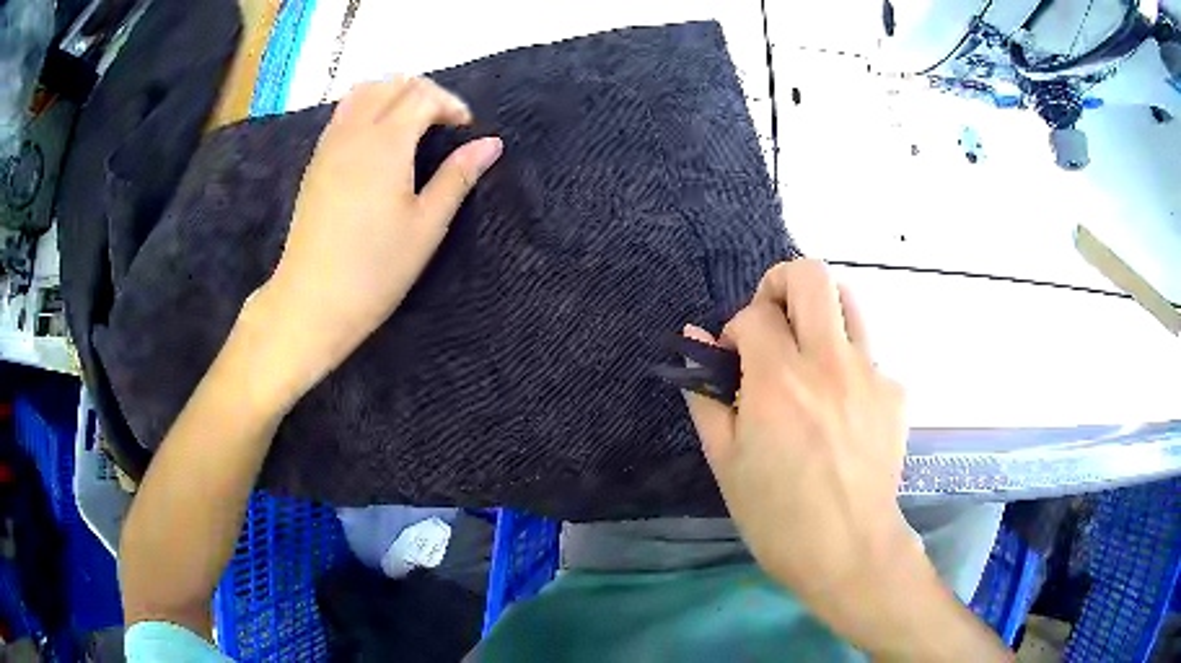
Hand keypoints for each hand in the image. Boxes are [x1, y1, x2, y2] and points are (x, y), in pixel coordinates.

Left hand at [250, 77, 502, 407]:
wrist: (312, 301)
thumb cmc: (376, 269)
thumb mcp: (427, 225)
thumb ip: (458, 177)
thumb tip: (491, 144)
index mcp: (386, 142)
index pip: (423, 95)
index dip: (450, 105)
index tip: (465, 131)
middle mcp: (354, 131)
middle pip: (393, 84)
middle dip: (425, 94)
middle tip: (442, 126)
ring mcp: (329, 144)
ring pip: (364, 92)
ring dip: (393, 96)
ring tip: (410, 127)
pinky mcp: (315, 161)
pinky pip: (343, 113)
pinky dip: (367, 109)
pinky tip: (377, 142)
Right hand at [685, 260, 1010, 660]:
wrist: (849, 550)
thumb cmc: (776, 516)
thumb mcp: (725, 461)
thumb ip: (707, 395)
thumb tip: (694, 341)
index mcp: (779, 380)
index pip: (753, 314)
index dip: (735, 329)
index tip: (734, 361)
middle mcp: (829, 361)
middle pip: (811, 274)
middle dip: (781, 285)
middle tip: (773, 323)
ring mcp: (870, 372)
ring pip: (848, 299)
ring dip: (820, 313)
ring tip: (808, 353)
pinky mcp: (895, 390)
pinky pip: (868, 353)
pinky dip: (846, 364)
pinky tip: (840, 409)